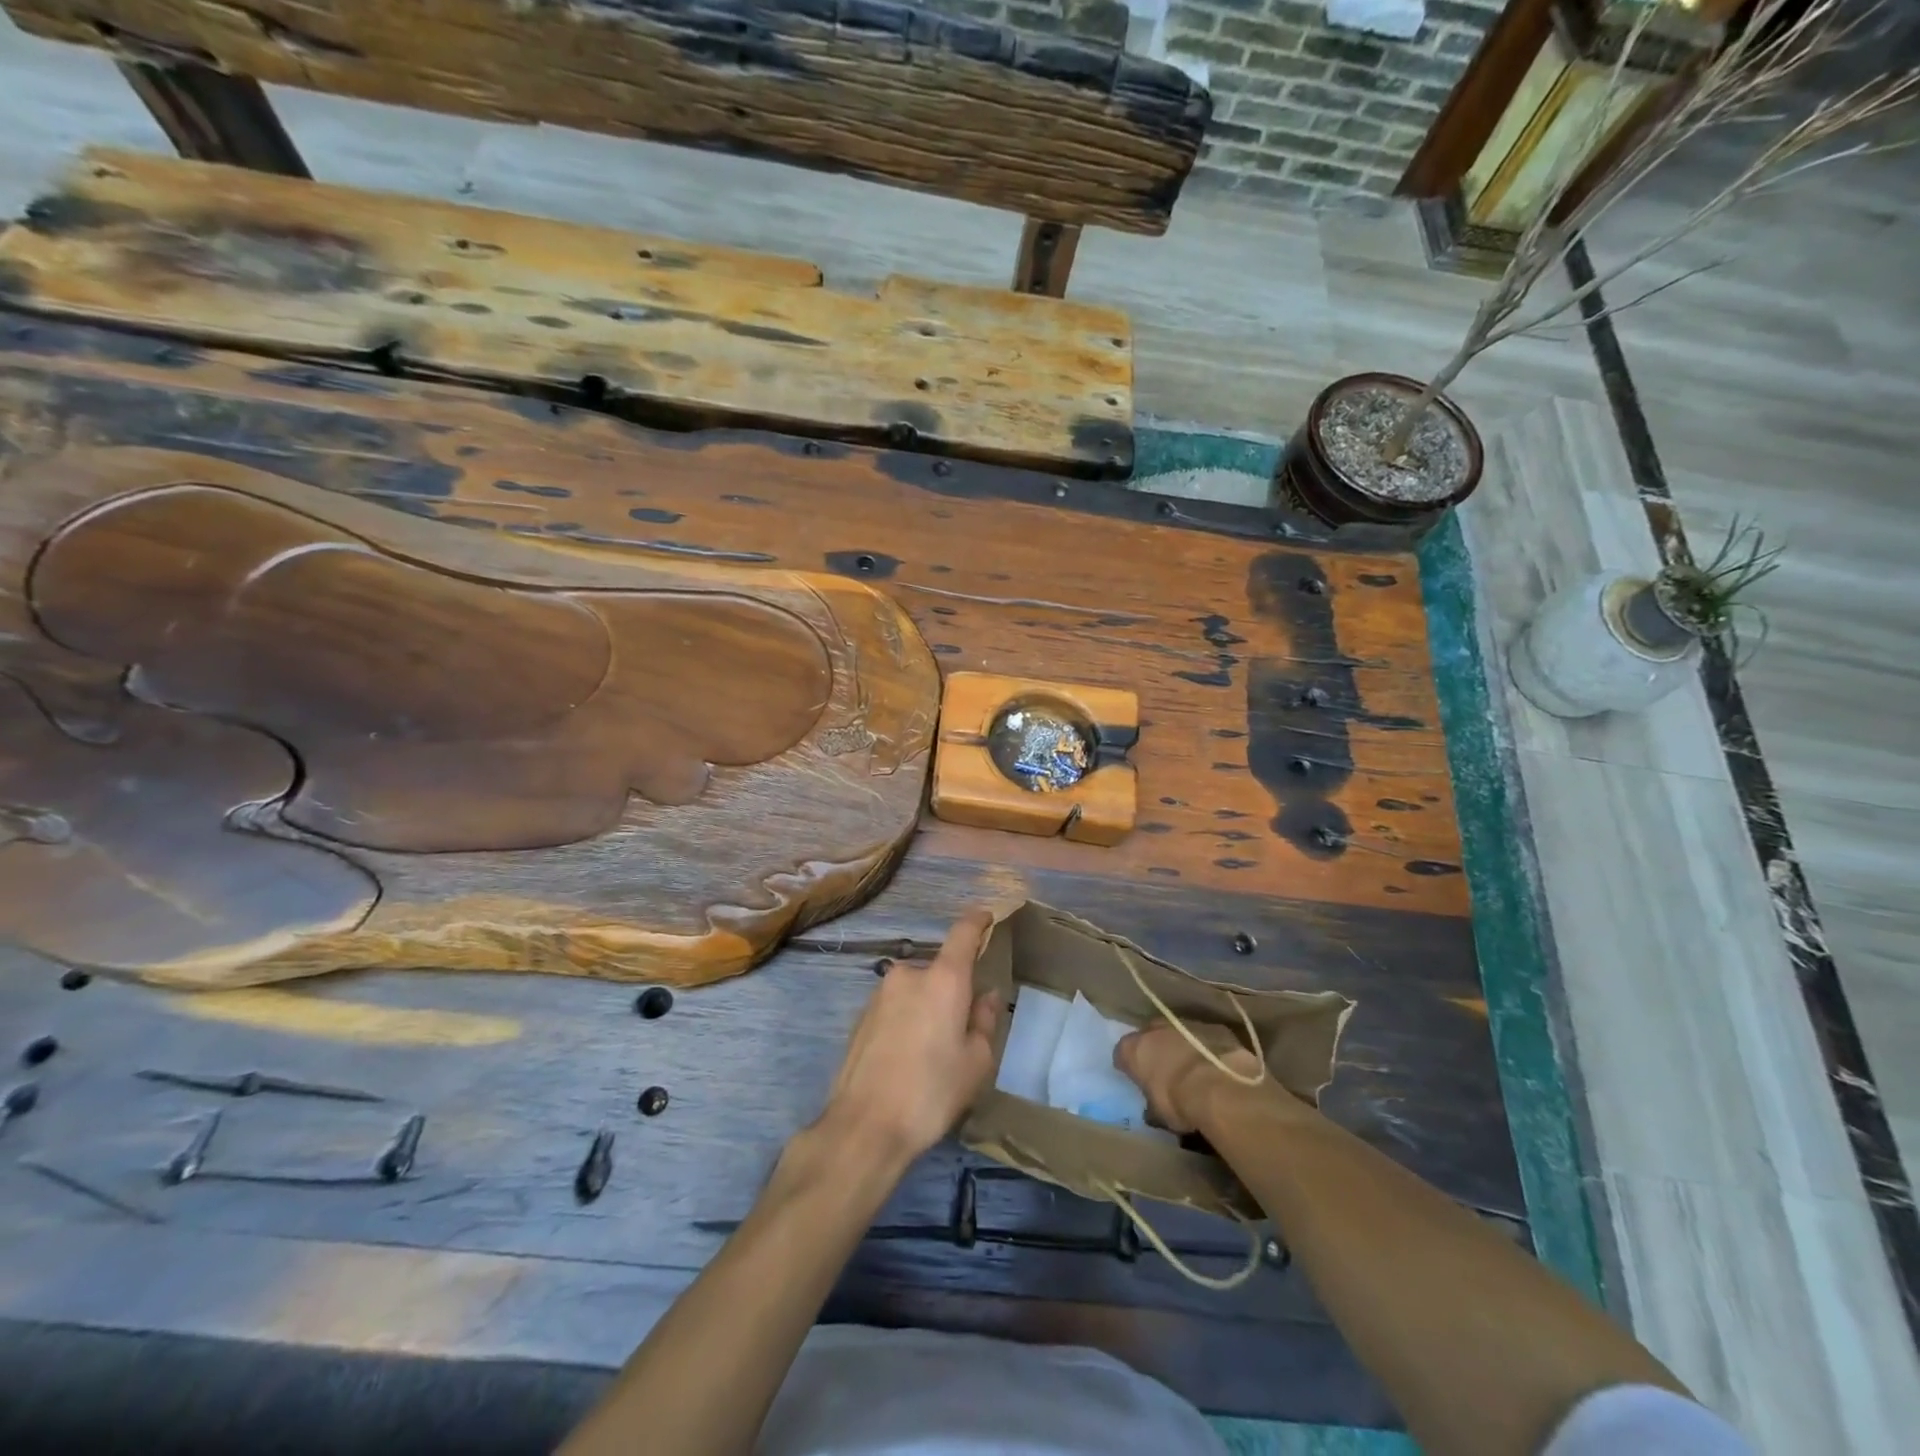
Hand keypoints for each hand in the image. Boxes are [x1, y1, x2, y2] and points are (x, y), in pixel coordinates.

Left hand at [820, 908, 1001, 1169]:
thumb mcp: (976, 1062)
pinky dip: (906, 1022)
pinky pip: (895, 1008)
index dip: (977, 920)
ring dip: (927, 1008)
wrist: (865, 1125)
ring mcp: (880, 994)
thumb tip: (986, 996)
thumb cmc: (932, 1091)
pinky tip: (907, 1059)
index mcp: (943, 979)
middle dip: (952, 990)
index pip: (963, 932)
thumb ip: (984, 1021)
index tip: (987, 917)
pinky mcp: (861, 1016)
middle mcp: (908, 975)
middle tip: (961, 1028)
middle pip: (939, 970)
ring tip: (932, 1053)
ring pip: (915, 991)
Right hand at [1114, 1019, 1269, 1132]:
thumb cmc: (1178, 1101)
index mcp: (1133, 1049)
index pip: (1122, 1053)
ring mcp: (1184, 1023)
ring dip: (1181, 1046)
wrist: (1219, 1087)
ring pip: (1177, 1033)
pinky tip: (1214, 1065)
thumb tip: (1152, 1110)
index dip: (1129, 1066)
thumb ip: (1151, 1105)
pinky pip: (1203, 1037)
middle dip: (1155, 1050)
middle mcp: (1154, 1028)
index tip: (1136, 1078)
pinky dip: (1205, 1048)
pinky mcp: (1212, 1027)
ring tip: (1192, 1069)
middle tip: (1164, 1070)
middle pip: (1149, 1036)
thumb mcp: (1158, 1113)